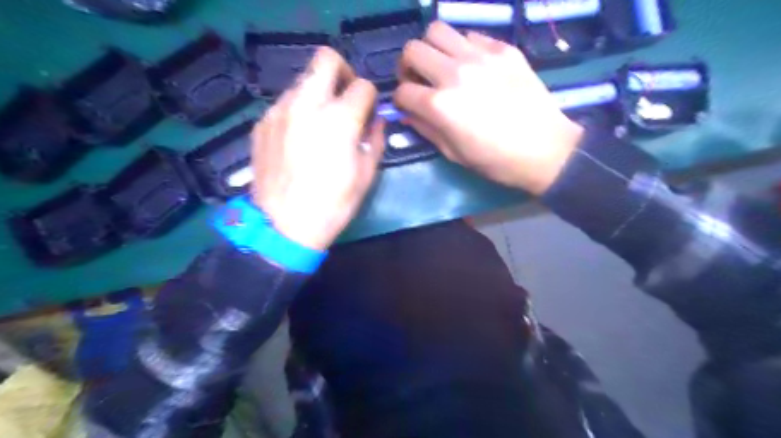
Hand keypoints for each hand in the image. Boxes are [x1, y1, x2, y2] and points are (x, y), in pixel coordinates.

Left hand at [252, 46, 384, 250]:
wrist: (283, 227)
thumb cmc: (332, 204)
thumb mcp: (366, 175)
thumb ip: (375, 139)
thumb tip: (375, 121)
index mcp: (339, 119)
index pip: (363, 85)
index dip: (371, 98)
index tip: (368, 115)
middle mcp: (307, 103)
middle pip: (326, 59)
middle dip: (342, 72)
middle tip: (345, 98)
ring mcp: (279, 110)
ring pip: (303, 80)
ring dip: (318, 94)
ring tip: (320, 124)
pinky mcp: (262, 122)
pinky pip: (285, 103)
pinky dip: (298, 111)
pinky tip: (299, 139)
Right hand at [394, 21, 581, 195]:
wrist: (545, 149)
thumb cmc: (496, 160)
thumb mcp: (453, 153)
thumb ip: (425, 129)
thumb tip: (408, 113)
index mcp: (440, 105)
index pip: (402, 91)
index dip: (400, 100)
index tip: (409, 106)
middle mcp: (455, 73)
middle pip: (412, 50)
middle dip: (408, 66)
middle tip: (419, 79)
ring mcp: (481, 56)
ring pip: (438, 30)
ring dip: (432, 48)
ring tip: (442, 66)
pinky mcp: (504, 49)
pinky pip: (471, 36)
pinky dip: (462, 48)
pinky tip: (473, 66)